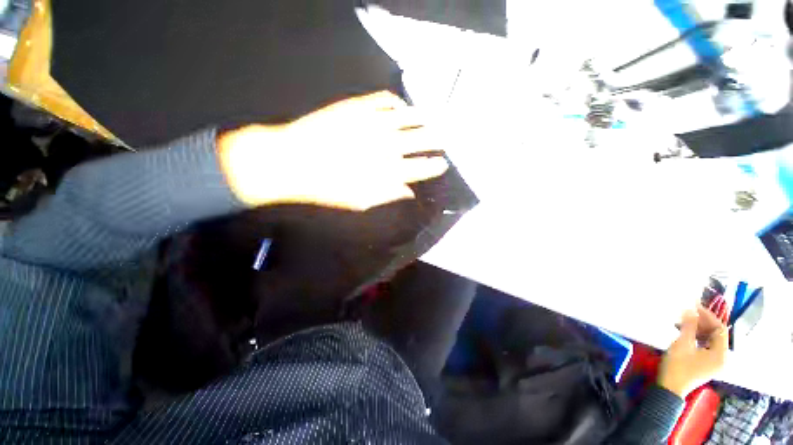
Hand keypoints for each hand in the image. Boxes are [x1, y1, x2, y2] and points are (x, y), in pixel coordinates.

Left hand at [218, 91, 448, 210]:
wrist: (292, 160)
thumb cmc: (327, 188)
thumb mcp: (361, 202)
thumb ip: (389, 195)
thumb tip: (410, 192)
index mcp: (388, 171)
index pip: (422, 167)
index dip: (436, 165)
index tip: (443, 164)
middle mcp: (387, 144)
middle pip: (423, 139)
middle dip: (438, 140)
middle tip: (445, 140)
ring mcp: (374, 121)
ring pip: (410, 116)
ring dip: (425, 119)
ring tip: (433, 119)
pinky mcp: (358, 106)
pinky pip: (386, 99)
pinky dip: (398, 103)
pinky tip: (401, 108)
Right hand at [658, 304, 728, 397]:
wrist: (670, 388)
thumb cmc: (678, 365)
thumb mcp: (682, 344)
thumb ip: (689, 326)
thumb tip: (690, 309)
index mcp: (721, 354)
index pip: (720, 329)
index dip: (708, 316)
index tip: (694, 307)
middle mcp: (722, 358)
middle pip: (717, 335)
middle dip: (703, 323)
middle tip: (687, 314)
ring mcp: (715, 363)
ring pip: (711, 340)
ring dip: (699, 330)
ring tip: (684, 323)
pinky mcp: (707, 365)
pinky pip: (707, 346)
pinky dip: (698, 338)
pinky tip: (686, 334)